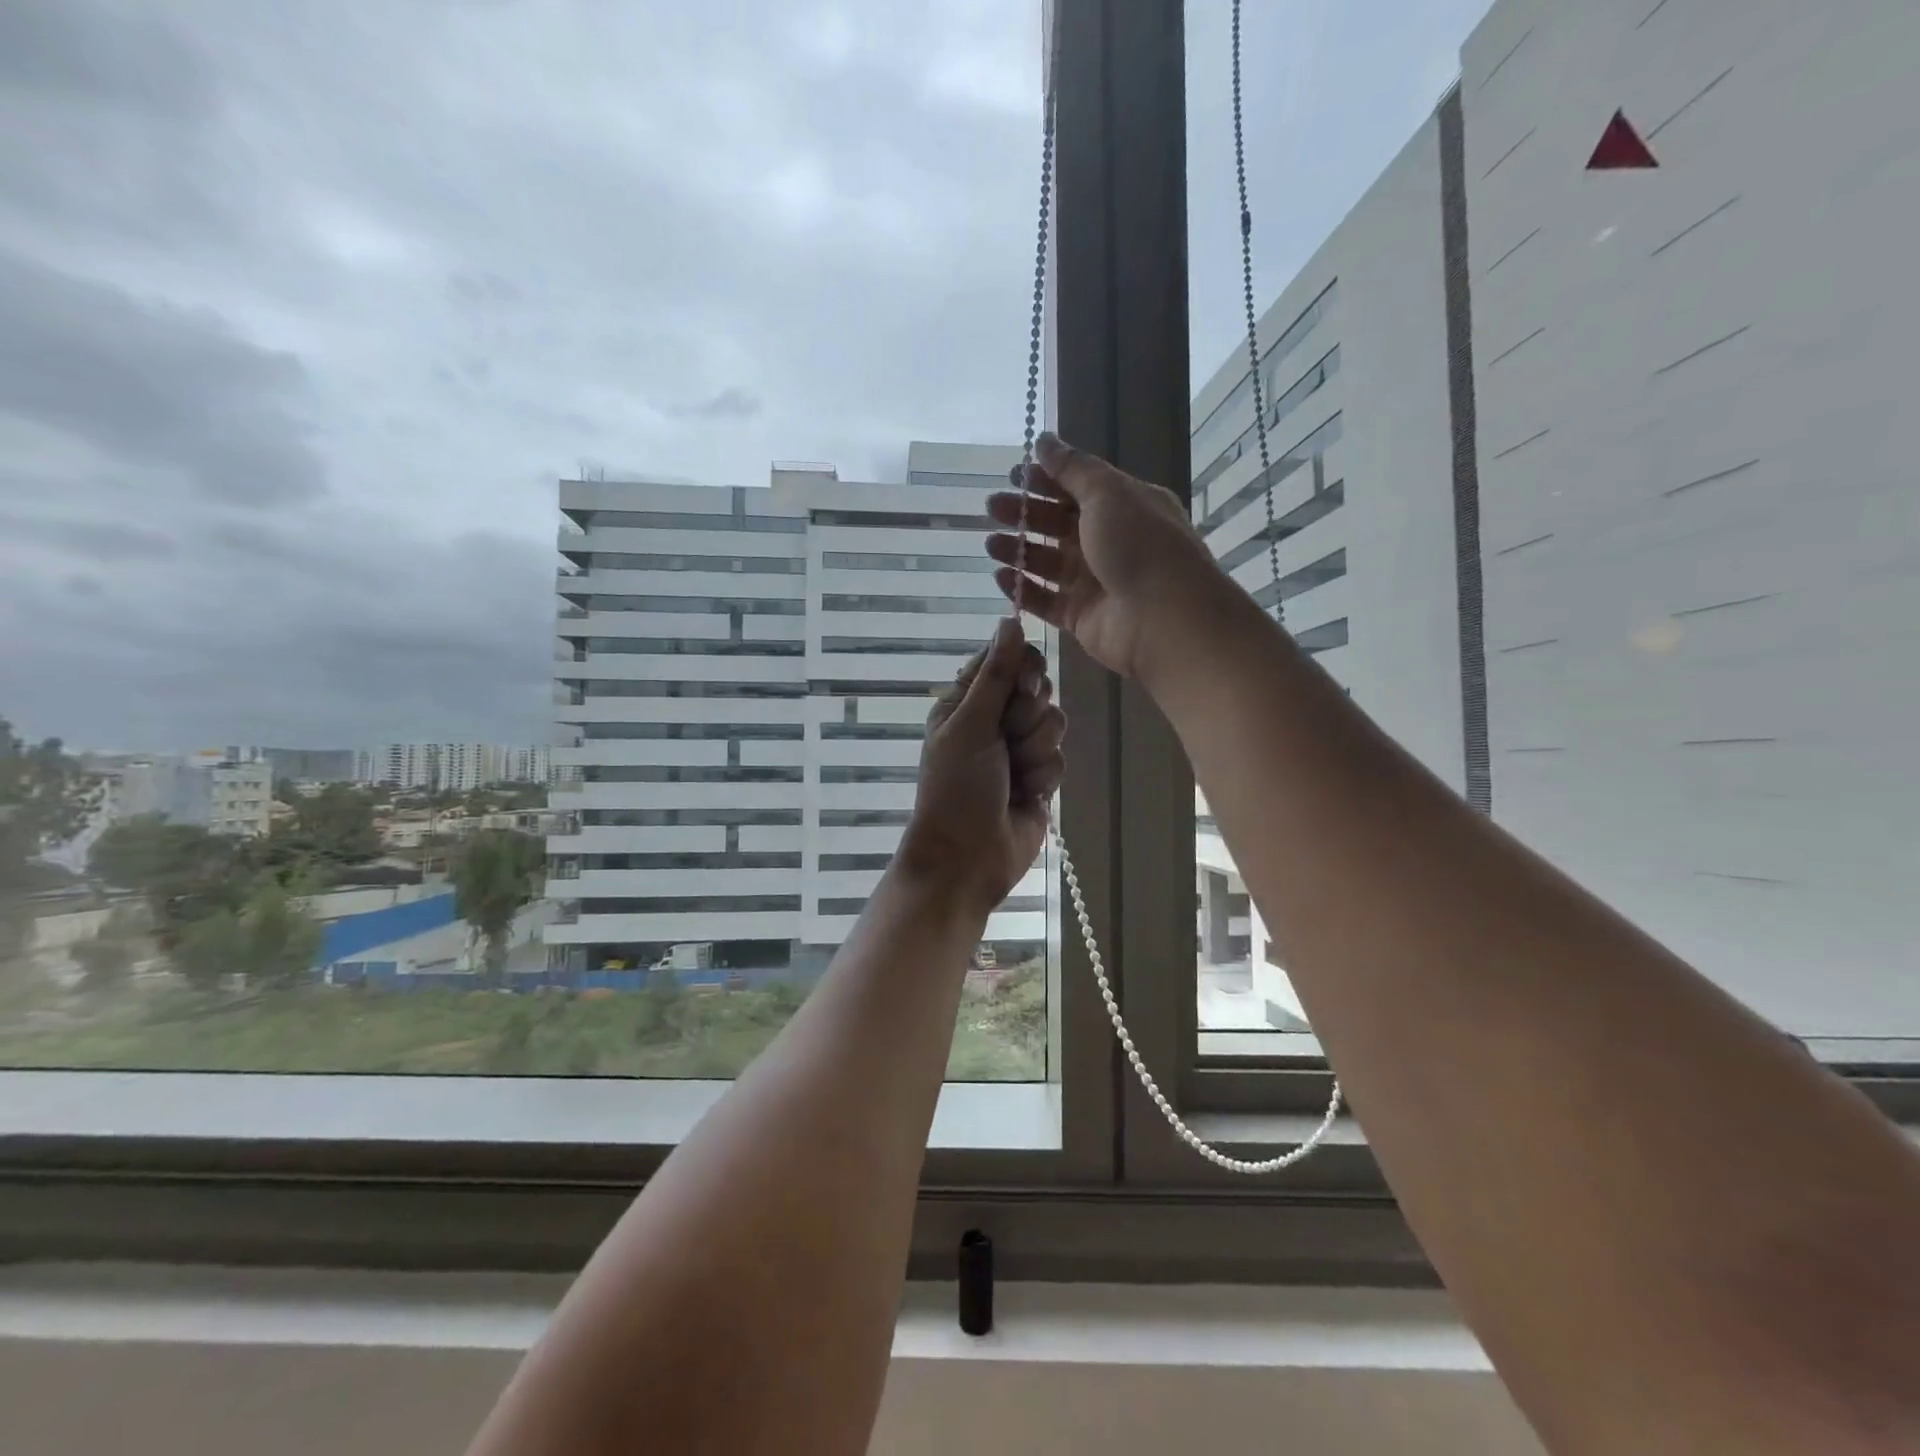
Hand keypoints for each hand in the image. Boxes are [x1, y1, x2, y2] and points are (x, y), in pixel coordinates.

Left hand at [897, 618, 1065, 914]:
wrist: (967, 858)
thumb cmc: (957, 788)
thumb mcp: (969, 726)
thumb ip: (995, 674)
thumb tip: (1009, 619)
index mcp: (966, 702)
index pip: (1007, 659)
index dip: (1022, 669)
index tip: (1023, 686)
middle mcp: (993, 720)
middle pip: (1037, 688)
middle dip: (1029, 716)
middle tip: (1008, 739)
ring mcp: (1018, 749)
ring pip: (1054, 722)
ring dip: (1035, 750)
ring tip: (1014, 775)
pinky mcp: (1040, 776)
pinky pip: (1059, 757)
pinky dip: (1044, 776)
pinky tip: (1027, 796)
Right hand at [985, 432, 1232, 681]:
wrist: (1163, 617)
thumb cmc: (1139, 544)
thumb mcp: (1107, 493)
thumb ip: (1072, 468)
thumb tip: (1044, 440)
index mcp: (1125, 507)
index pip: (1078, 488)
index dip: (1045, 480)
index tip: (1012, 475)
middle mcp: (1111, 542)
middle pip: (1059, 524)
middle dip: (1025, 513)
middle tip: (992, 507)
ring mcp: (1095, 582)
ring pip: (1048, 562)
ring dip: (1019, 550)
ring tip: (991, 543)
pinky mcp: (1081, 617)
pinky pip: (1045, 600)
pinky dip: (1023, 589)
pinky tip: (1000, 577)